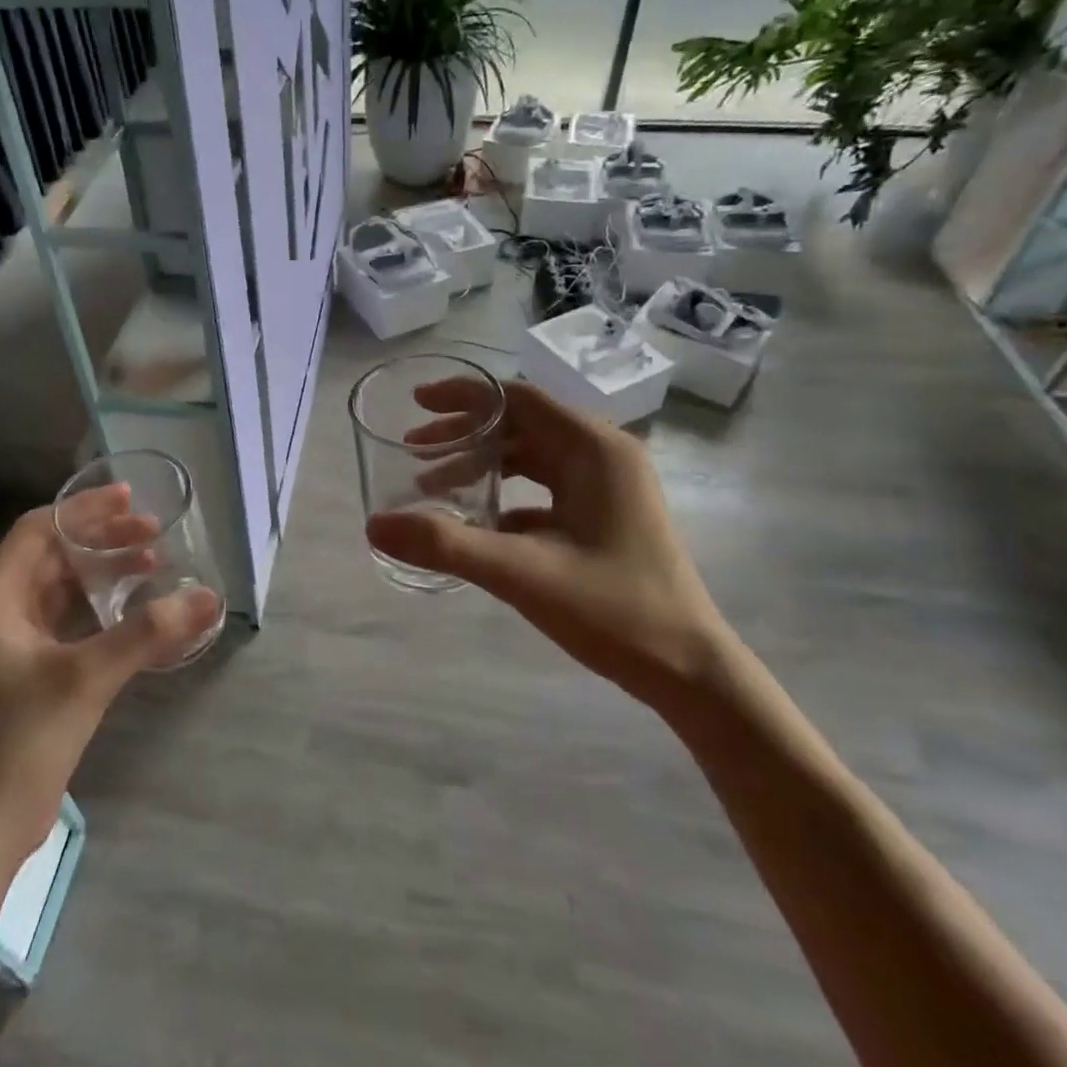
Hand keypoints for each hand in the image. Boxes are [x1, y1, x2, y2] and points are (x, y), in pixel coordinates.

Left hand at [0, 488, 220, 857]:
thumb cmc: (20, 741)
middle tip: (154, 533)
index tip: (131, 499)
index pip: (39, 530)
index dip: (85, 510)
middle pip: (52, 556)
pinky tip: (136, 616)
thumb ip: (148, 633)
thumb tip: (207, 596)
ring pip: (61, 590)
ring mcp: (10, 646)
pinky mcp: (26, 675)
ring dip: (104, 574)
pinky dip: (100, 611)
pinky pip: (67, 624)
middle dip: (102, 540)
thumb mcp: (87, 678)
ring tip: (153, 565)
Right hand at [367, 381, 739, 711]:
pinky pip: (544, 489)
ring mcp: (608, 486)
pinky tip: (474, 524)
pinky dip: (505, 496)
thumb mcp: (522, 573)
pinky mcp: (605, 516)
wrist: (691, 670)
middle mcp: (603, 455)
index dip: (464, 396)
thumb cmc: (615, 611)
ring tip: (432, 485)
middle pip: (522, 423)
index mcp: (593, 449)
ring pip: (532, 457)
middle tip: (414, 448)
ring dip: (482, 465)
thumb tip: (375, 525)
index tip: (416, 404)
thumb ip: (446, 545)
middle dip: (465, 432)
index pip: (518, 398)